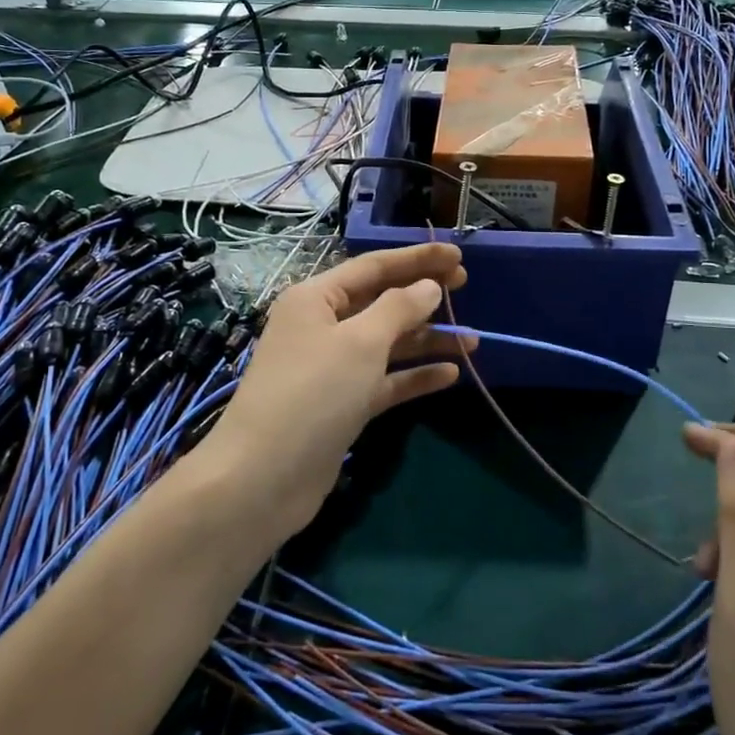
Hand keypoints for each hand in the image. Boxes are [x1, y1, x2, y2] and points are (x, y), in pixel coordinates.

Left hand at [200, 244, 470, 540]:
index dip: (416, 259)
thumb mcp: (360, 343)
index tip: (458, 255)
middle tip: (465, 286)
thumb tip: (428, 286)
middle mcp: (322, 327)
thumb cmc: (312, 394)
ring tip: (471, 341)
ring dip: (427, 340)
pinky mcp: (342, 404)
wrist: (263, 479)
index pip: (373, 267)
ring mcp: (332, 368)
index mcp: (316, 299)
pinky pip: (385, 380)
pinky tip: (450, 375)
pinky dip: (414, 376)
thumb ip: (398, 309)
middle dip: (422, 295)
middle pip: (381, 302)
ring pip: (387, 343)